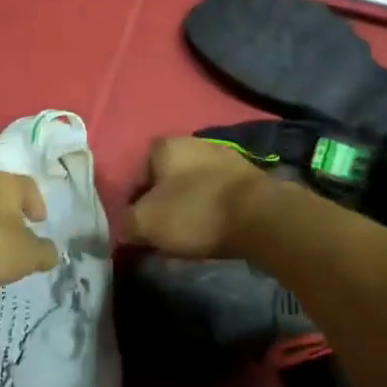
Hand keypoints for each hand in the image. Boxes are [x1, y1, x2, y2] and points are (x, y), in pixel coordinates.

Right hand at [127, 136, 273, 258]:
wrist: (260, 216)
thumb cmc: (193, 212)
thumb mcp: (145, 223)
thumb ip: (126, 223)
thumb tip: (126, 227)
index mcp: (165, 146)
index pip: (136, 176)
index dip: (133, 205)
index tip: (138, 229)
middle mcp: (194, 143)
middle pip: (167, 182)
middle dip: (162, 209)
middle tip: (161, 238)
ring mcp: (225, 158)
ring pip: (193, 191)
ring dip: (186, 214)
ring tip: (187, 243)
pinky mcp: (248, 177)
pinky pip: (218, 198)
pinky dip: (211, 216)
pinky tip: (211, 237)